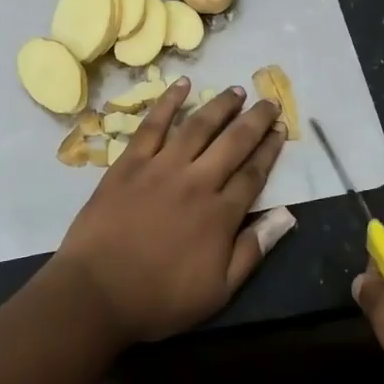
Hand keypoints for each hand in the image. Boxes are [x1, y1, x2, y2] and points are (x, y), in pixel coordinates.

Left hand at [50, 79, 287, 343]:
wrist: (97, 293)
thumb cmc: (159, 299)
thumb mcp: (218, 291)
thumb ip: (253, 251)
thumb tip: (286, 216)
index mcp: (220, 214)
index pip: (253, 174)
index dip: (269, 151)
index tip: (280, 131)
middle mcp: (196, 181)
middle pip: (233, 142)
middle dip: (255, 120)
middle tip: (269, 101)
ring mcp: (161, 168)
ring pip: (198, 126)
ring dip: (220, 106)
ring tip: (236, 91)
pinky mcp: (129, 162)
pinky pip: (152, 125)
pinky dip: (168, 101)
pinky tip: (182, 85)